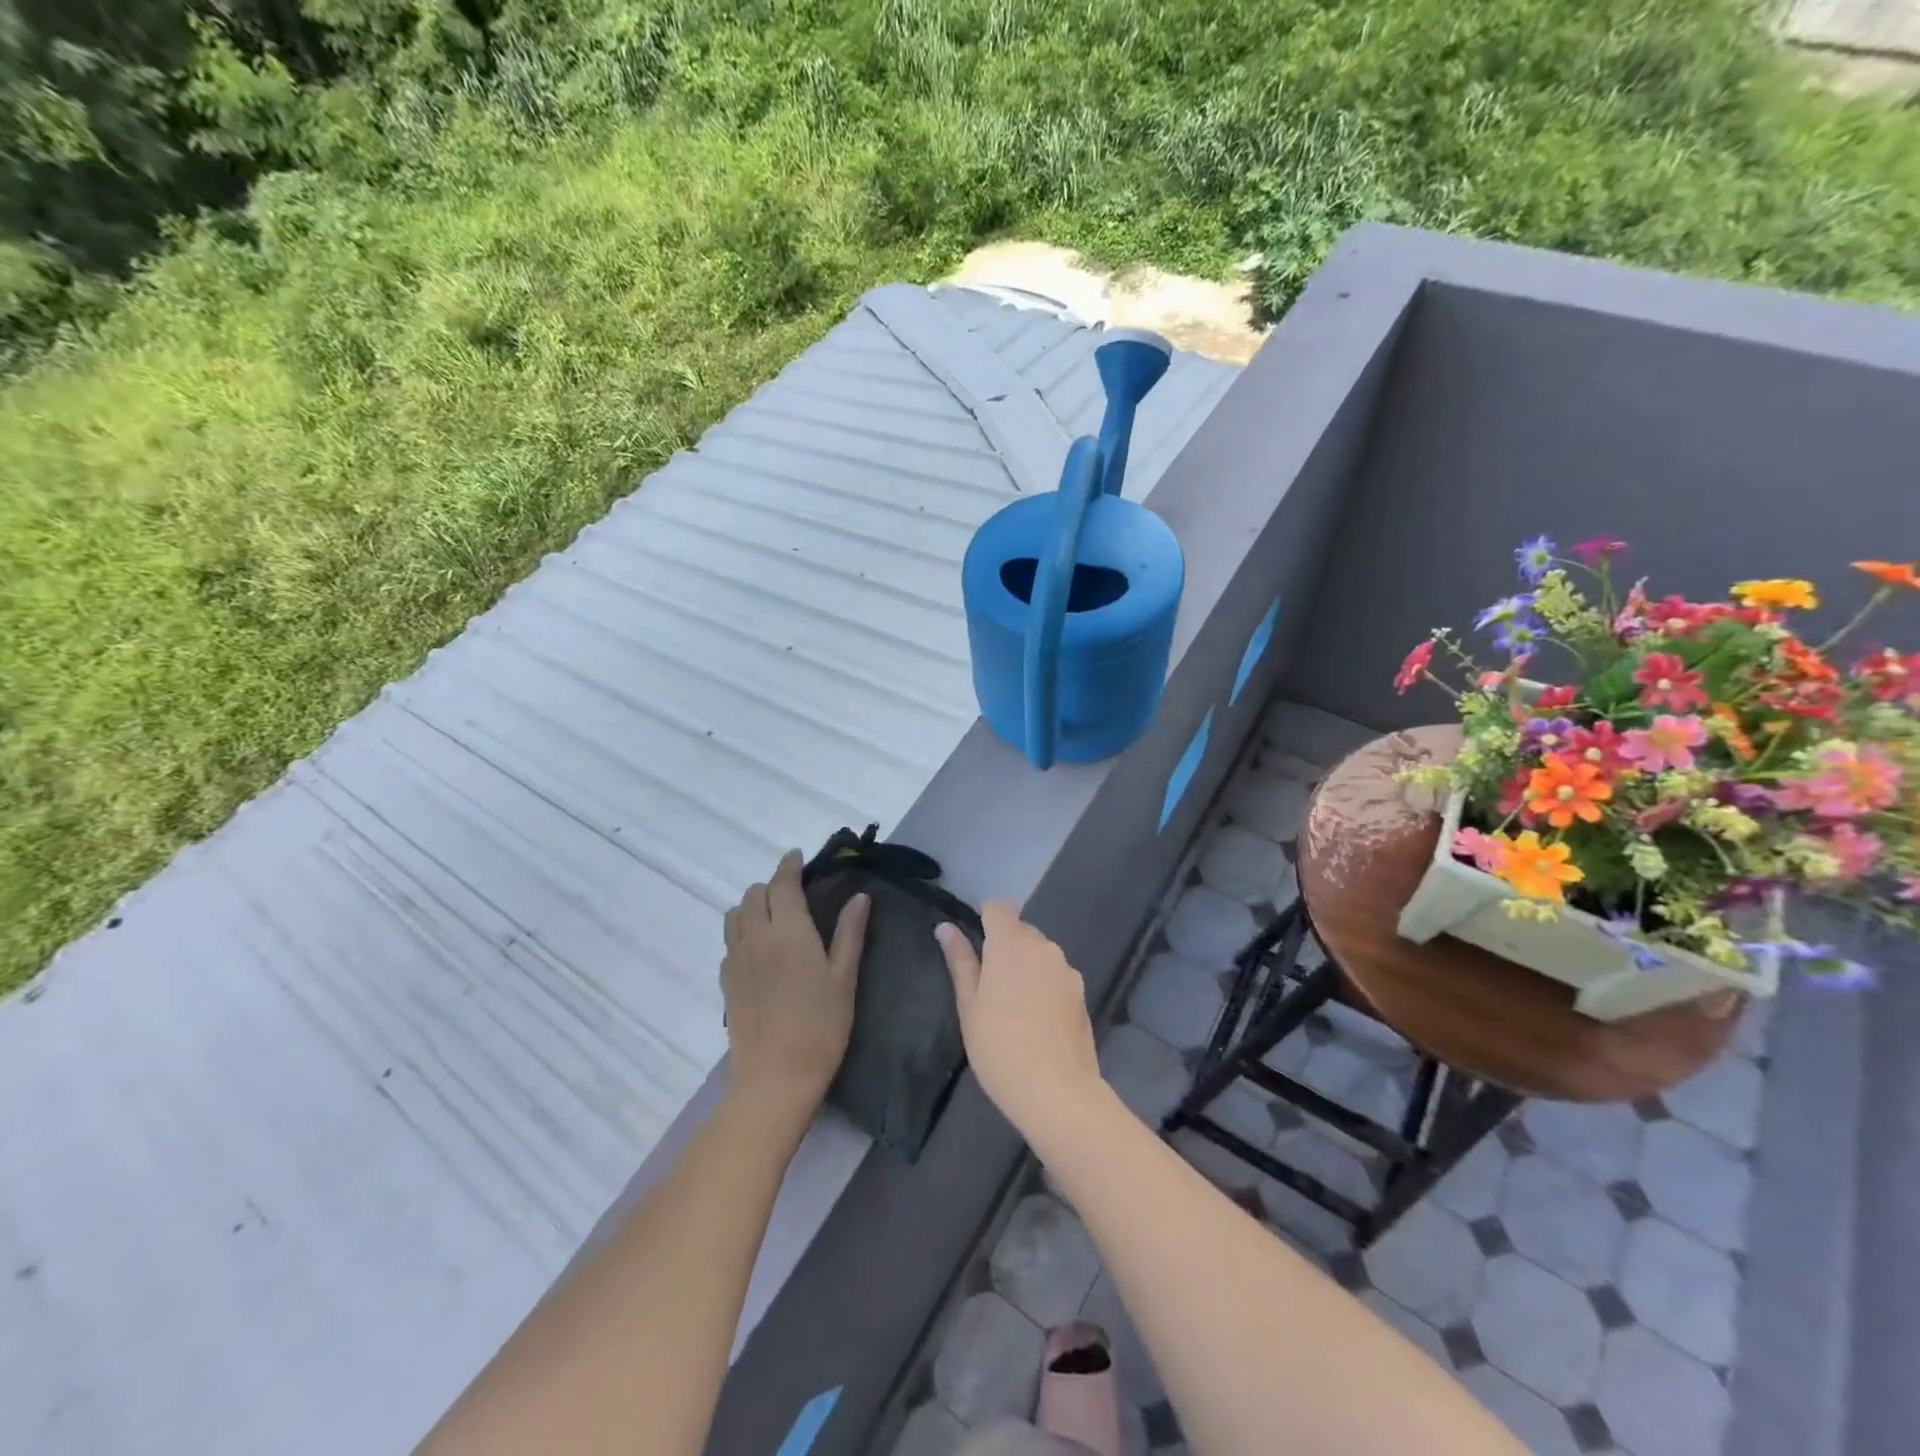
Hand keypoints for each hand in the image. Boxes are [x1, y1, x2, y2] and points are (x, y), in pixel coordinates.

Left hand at [721, 851, 868, 1122]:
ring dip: (751, 905)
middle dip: (772, 885)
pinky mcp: (726, 982)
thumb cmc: (821, 1026)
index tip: (796, 857)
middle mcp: (756, 937)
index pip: (782, 883)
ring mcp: (736, 959)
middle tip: (793, 892)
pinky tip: (759, 950)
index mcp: (788, 930)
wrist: (776, 1077)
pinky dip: (742, 932)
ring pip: (734, 915)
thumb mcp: (844, 978)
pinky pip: (729, 942)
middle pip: (754, 894)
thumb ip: (849, 933)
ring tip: (772, 916)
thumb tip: (859, 896)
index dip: (789, 865)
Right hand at [936, 903, 1104, 1140]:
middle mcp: (1043, 946)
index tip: (976, 949)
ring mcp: (1066, 968)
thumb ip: (960, 961)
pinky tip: (1039, 1021)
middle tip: (990, 989)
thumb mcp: (969, 1005)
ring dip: (1027, 967)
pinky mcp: (1081, 991)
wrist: (1056, 1090)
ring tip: (1015, 1010)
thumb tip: (946, 928)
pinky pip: (1056, 975)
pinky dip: (1045, 986)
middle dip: (1005, 947)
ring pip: (1040, 953)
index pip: (999, 907)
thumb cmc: (999, 1047)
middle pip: (1021, 930)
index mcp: (1010, 943)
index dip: (986, 920)